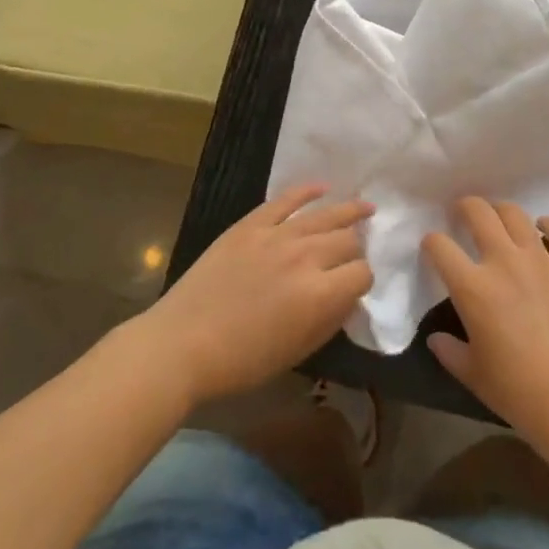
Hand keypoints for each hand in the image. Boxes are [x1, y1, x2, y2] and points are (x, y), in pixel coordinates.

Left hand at [141, 185, 373, 407]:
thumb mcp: (298, 352)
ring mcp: (276, 234)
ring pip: (324, 214)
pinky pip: (286, 199)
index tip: (356, 287)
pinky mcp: (251, 224)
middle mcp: (305, 256)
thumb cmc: (242, 361)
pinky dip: (307, 191)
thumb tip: (347, 297)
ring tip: (365, 207)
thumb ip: (330, 320)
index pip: (362, 273)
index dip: (364, 281)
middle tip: (354, 253)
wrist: (183, 342)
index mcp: (319, 294)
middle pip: (347, 240)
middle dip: (356, 248)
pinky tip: (322, 187)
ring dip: (348, 210)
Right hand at [423, 198, 548, 454]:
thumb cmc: (518, 392)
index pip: (439, 246)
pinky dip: (548, 225)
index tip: (433, 247)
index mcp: (473, 288)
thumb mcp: (472, 374)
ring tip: (499, 220)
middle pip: (478, 212)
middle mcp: (504, 262)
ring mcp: (541, 260)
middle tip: (462, 214)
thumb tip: (435, 338)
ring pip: (515, 214)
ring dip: (501, 211)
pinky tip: (542, 231)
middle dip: (464, 207)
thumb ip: (449, 351)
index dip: (431, 242)